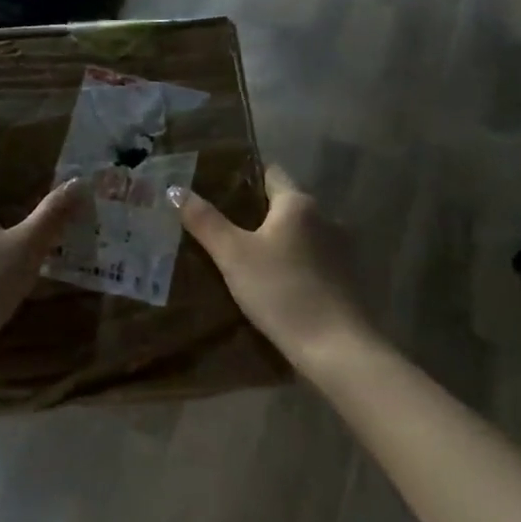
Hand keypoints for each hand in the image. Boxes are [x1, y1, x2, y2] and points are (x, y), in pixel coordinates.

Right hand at [171, 164, 372, 369]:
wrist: (336, 348)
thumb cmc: (281, 291)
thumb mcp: (233, 256)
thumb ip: (205, 221)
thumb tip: (175, 189)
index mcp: (298, 203)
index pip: (269, 173)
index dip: (243, 178)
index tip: (214, 189)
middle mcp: (325, 217)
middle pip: (283, 205)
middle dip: (253, 214)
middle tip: (218, 226)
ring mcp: (340, 249)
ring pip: (297, 235)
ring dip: (274, 241)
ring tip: (240, 257)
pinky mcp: (345, 279)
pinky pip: (310, 260)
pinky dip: (290, 264)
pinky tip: (271, 283)